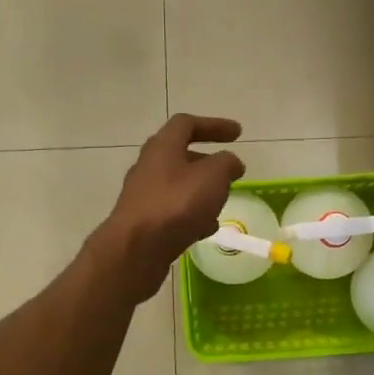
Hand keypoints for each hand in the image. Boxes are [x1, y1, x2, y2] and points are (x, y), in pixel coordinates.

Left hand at [97, 114, 245, 300]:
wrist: (135, 250)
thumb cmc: (176, 204)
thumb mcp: (213, 176)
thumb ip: (226, 163)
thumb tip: (230, 163)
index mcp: (162, 147)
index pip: (187, 124)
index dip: (214, 125)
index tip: (238, 133)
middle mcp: (148, 166)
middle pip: (180, 155)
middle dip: (208, 163)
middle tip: (228, 172)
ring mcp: (143, 195)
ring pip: (177, 186)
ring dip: (200, 191)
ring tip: (220, 204)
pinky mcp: (143, 222)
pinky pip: (171, 211)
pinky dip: (191, 215)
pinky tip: (204, 230)